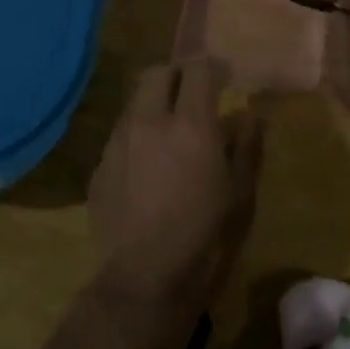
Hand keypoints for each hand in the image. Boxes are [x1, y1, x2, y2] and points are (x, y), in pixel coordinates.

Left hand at [88, 59, 262, 313]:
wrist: (143, 282)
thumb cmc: (205, 239)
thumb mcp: (241, 195)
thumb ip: (246, 146)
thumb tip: (250, 114)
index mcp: (190, 125)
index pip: (198, 70)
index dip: (213, 67)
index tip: (225, 78)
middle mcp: (149, 122)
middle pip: (158, 73)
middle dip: (177, 75)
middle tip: (193, 94)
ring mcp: (118, 142)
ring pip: (135, 101)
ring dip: (155, 103)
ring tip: (169, 129)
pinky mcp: (100, 166)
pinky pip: (120, 133)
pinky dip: (138, 133)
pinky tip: (148, 163)